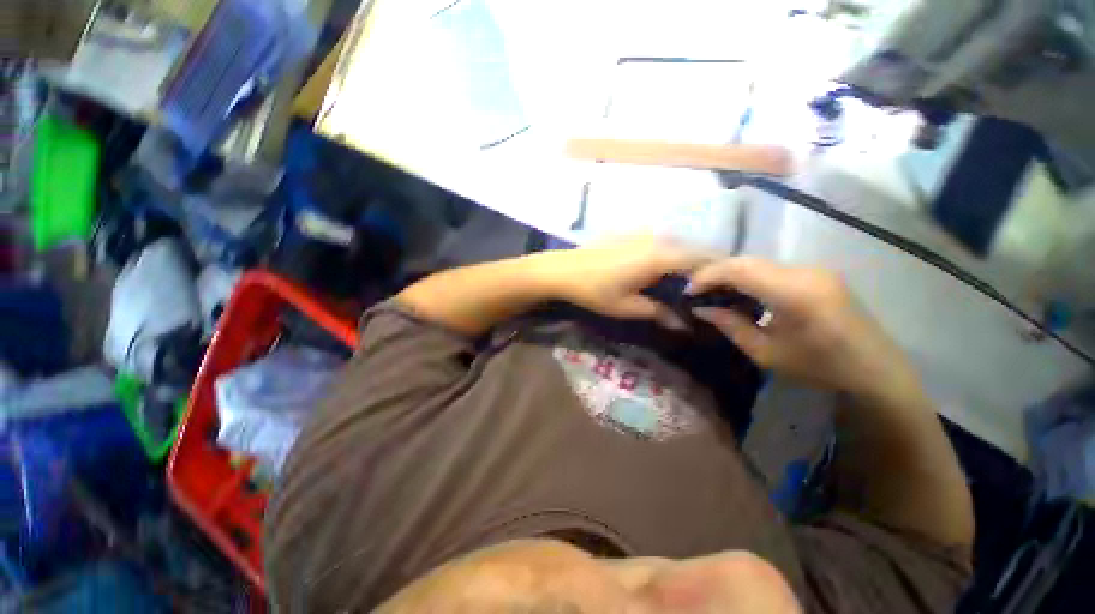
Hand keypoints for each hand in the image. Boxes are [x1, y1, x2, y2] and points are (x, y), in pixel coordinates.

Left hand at [538, 237, 709, 329]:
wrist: (562, 270)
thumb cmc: (594, 291)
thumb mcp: (627, 306)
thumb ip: (659, 312)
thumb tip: (684, 324)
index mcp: (660, 256)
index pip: (702, 260)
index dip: (717, 275)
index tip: (721, 295)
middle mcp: (657, 239)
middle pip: (692, 251)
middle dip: (703, 272)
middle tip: (705, 295)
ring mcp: (643, 234)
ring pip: (676, 247)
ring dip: (685, 265)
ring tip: (685, 287)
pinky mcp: (632, 234)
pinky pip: (661, 244)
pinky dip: (669, 258)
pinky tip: (661, 274)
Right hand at [688, 257, 918, 398]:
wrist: (876, 370)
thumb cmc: (820, 368)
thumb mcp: (766, 354)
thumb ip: (731, 326)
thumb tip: (700, 309)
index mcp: (794, 293)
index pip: (739, 270)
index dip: (707, 276)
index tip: (687, 292)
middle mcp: (804, 272)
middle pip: (747, 260)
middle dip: (715, 272)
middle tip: (695, 291)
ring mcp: (814, 270)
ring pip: (758, 262)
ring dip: (731, 273)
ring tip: (712, 291)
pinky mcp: (817, 274)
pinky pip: (772, 268)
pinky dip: (749, 276)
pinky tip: (740, 291)